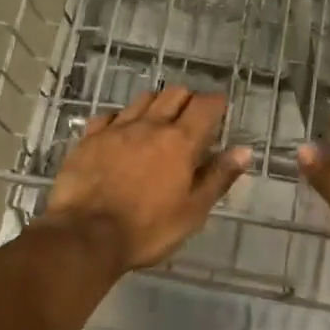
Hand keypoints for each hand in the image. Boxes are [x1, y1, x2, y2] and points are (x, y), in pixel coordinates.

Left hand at [42, 86, 251, 271]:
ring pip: (143, 99)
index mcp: (180, 141)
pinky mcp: (89, 138)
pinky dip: (120, 119)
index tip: (220, 111)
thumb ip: (218, 177)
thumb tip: (244, 150)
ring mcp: (117, 128)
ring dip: (156, 104)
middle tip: (191, 118)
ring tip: (158, 122)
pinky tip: (120, 133)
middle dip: (188, 99)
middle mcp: (150, 125)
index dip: (216, 103)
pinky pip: (109, 116)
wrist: (84, 236)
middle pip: (174, 93)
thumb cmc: (146, 229)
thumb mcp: (192, 212)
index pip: (205, 106)